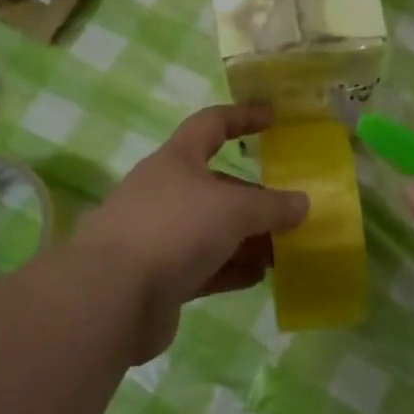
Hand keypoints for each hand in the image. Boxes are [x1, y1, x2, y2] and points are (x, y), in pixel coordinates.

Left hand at [71, 103, 307, 357]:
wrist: (111, 297)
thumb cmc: (174, 229)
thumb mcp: (234, 210)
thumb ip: (272, 207)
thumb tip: (302, 204)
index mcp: (176, 160)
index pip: (211, 124)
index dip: (242, 116)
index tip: (272, 117)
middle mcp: (165, 192)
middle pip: (217, 186)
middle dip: (254, 197)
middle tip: (290, 210)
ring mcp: (160, 236)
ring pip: (212, 229)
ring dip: (247, 237)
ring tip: (284, 249)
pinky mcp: (159, 276)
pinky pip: (205, 265)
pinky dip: (232, 267)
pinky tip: (259, 276)